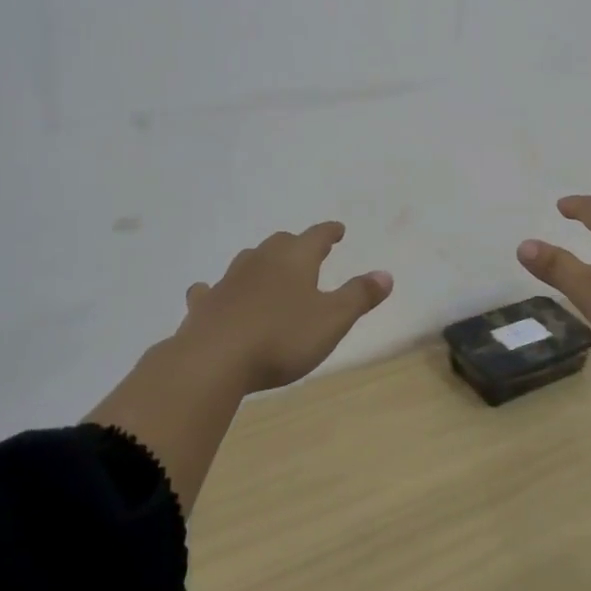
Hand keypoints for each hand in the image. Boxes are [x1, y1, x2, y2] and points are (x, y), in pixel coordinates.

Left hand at [177, 222, 392, 392]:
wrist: (213, 360)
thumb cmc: (281, 337)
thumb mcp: (332, 320)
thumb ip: (359, 296)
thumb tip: (385, 274)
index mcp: (295, 259)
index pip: (317, 236)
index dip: (330, 232)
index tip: (338, 230)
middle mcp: (261, 261)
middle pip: (281, 243)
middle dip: (297, 245)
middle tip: (308, 251)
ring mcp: (229, 281)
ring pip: (248, 261)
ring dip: (262, 263)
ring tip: (270, 271)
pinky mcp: (205, 304)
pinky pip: (212, 289)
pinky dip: (219, 289)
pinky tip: (213, 293)